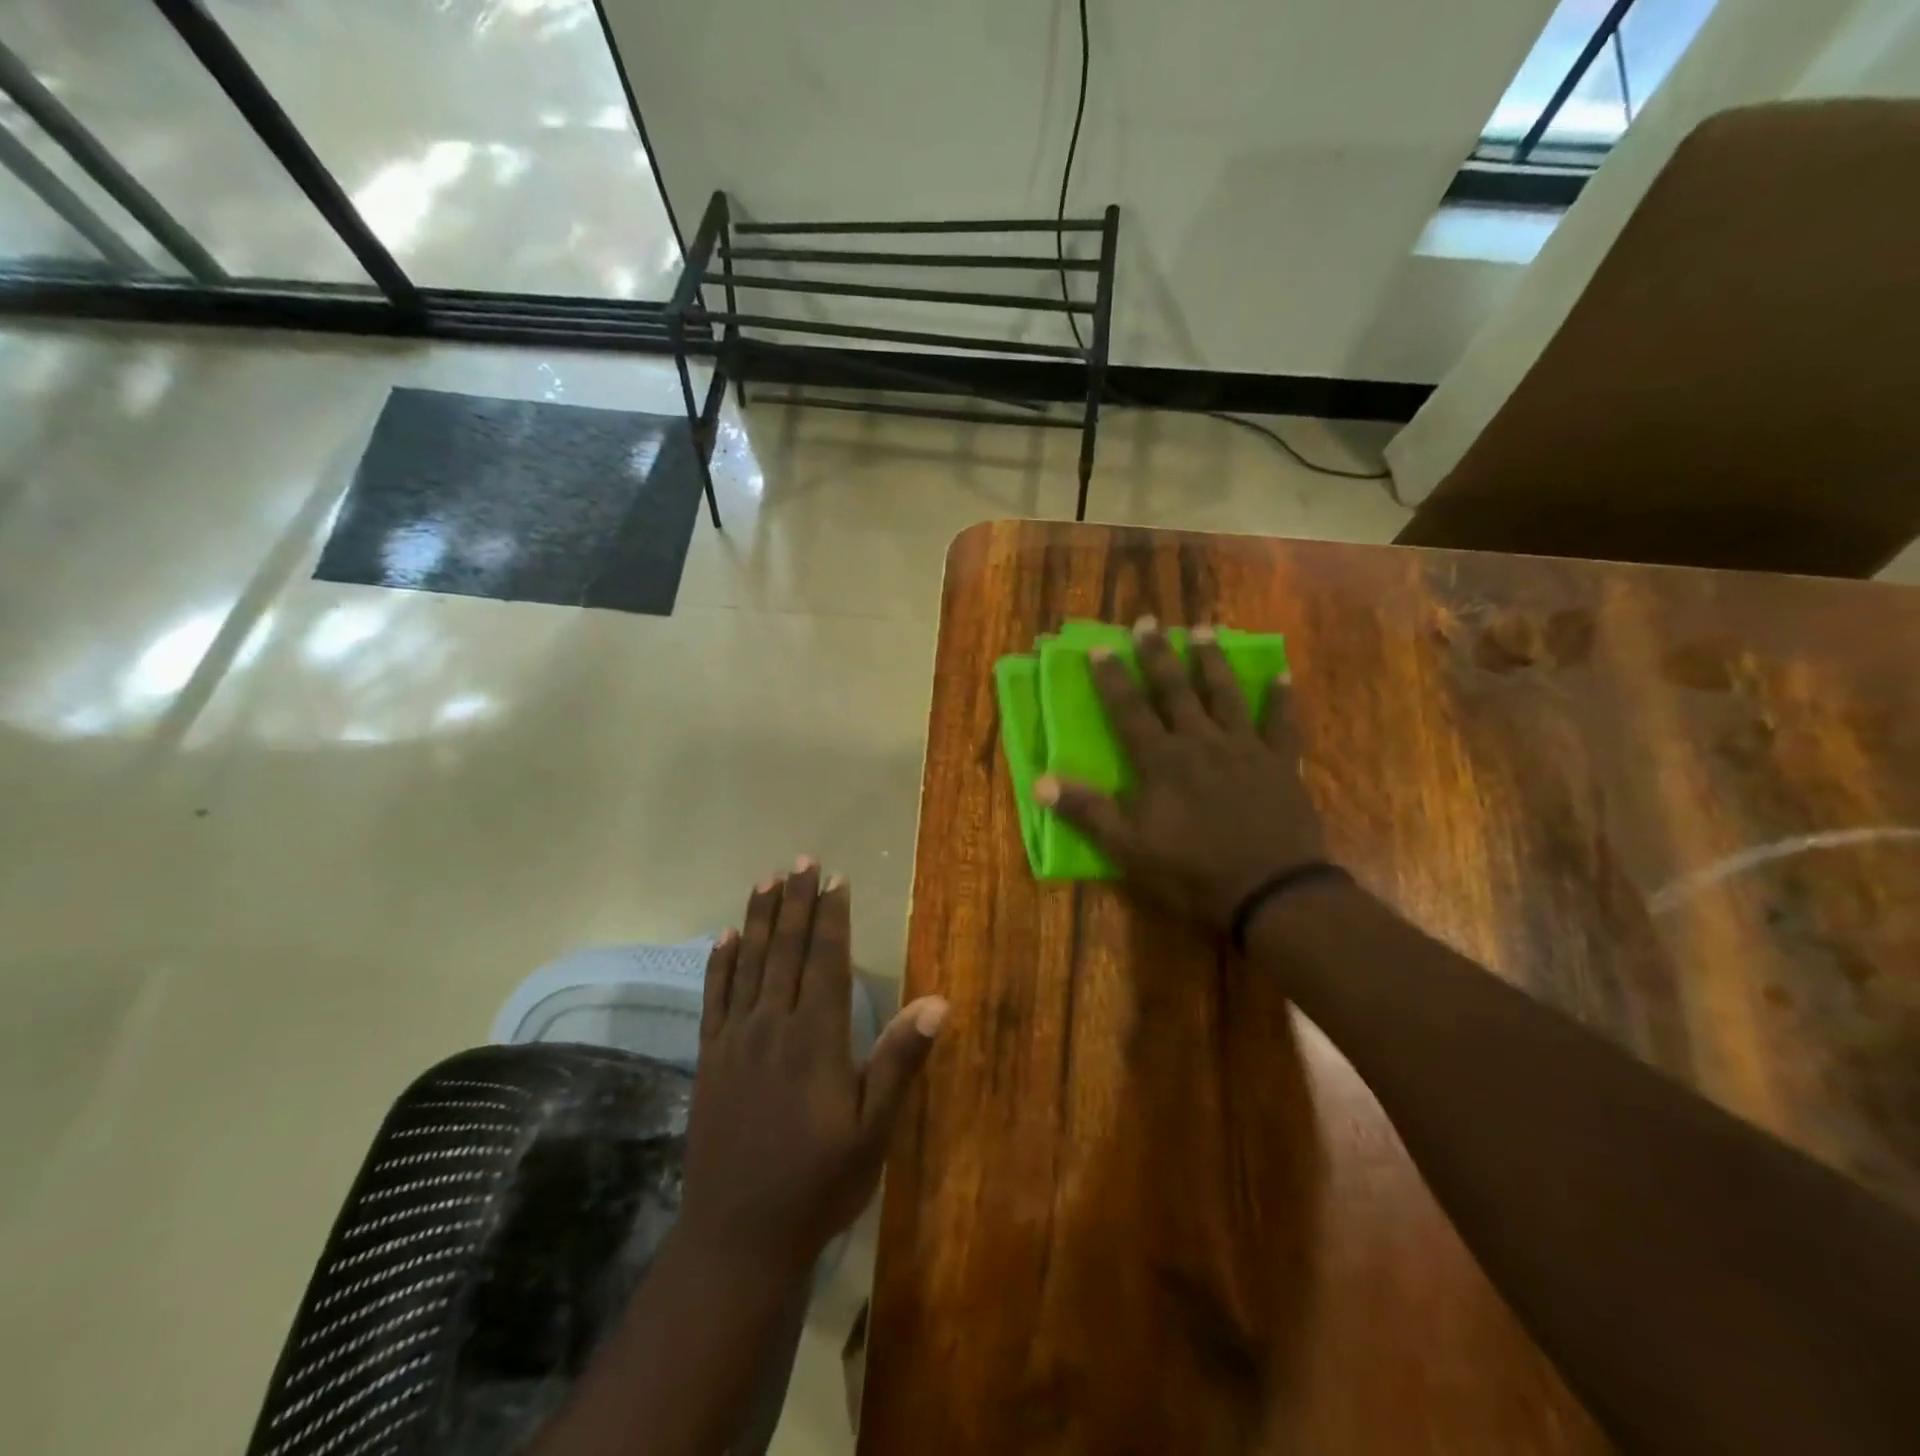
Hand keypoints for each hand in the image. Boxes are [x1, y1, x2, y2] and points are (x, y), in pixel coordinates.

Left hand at [680, 860, 949, 1274]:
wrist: (738, 1237)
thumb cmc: (818, 1183)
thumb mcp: (873, 1130)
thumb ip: (899, 1061)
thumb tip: (939, 1002)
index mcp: (816, 1038)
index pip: (826, 961)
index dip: (832, 918)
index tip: (835, 879)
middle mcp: (773, 1026)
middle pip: (786, 950)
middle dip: (795, 902)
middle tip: (801, 861)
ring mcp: (735, 1041)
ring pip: (749, 964)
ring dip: (759, 919)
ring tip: (765, 879)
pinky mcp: (709, 1059)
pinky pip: (714, 998)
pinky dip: (720, 963)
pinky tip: (724, 938)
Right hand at [1037, 618, 1327, 932]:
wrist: (1269, 892)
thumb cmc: (1191, 872)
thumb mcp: (1128, 849)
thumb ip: (1087, 811)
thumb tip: (1040, 782)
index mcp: (1161, 761)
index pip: (1130, 710)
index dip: (1113, 679)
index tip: (1101, 646)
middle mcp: (1200, 742)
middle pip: (1175, 690)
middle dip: (1158, 654)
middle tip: (1149, 621)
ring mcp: (1244, 749)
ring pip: (1225, 695)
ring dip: (1212, 661)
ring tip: (1204, 629)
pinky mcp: (1279, 764)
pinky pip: (1281, 724)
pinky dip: (1281, 699)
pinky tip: (1282, 675)